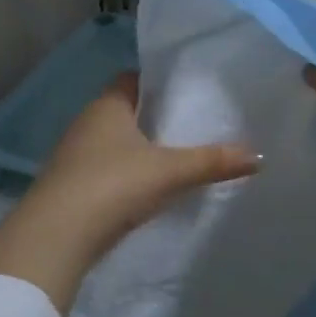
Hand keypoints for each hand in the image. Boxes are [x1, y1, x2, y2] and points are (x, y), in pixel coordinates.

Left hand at [0, 73, 258, 314]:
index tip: (185, 92)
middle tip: (188, 126)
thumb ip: (213, 161)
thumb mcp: (171, 172)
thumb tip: (259, 155)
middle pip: (123, 111)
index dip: (157, 83)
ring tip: (172, 158)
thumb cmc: (113, 186)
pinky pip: (103, 170)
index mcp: (107, 106)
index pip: (132, 79)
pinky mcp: (69, 186)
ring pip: (112, 143)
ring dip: (136, 149)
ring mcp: (73, 156)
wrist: (56, 237)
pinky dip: (123, 175)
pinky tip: (143, 190)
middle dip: (152, 118)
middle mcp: (86, 123)